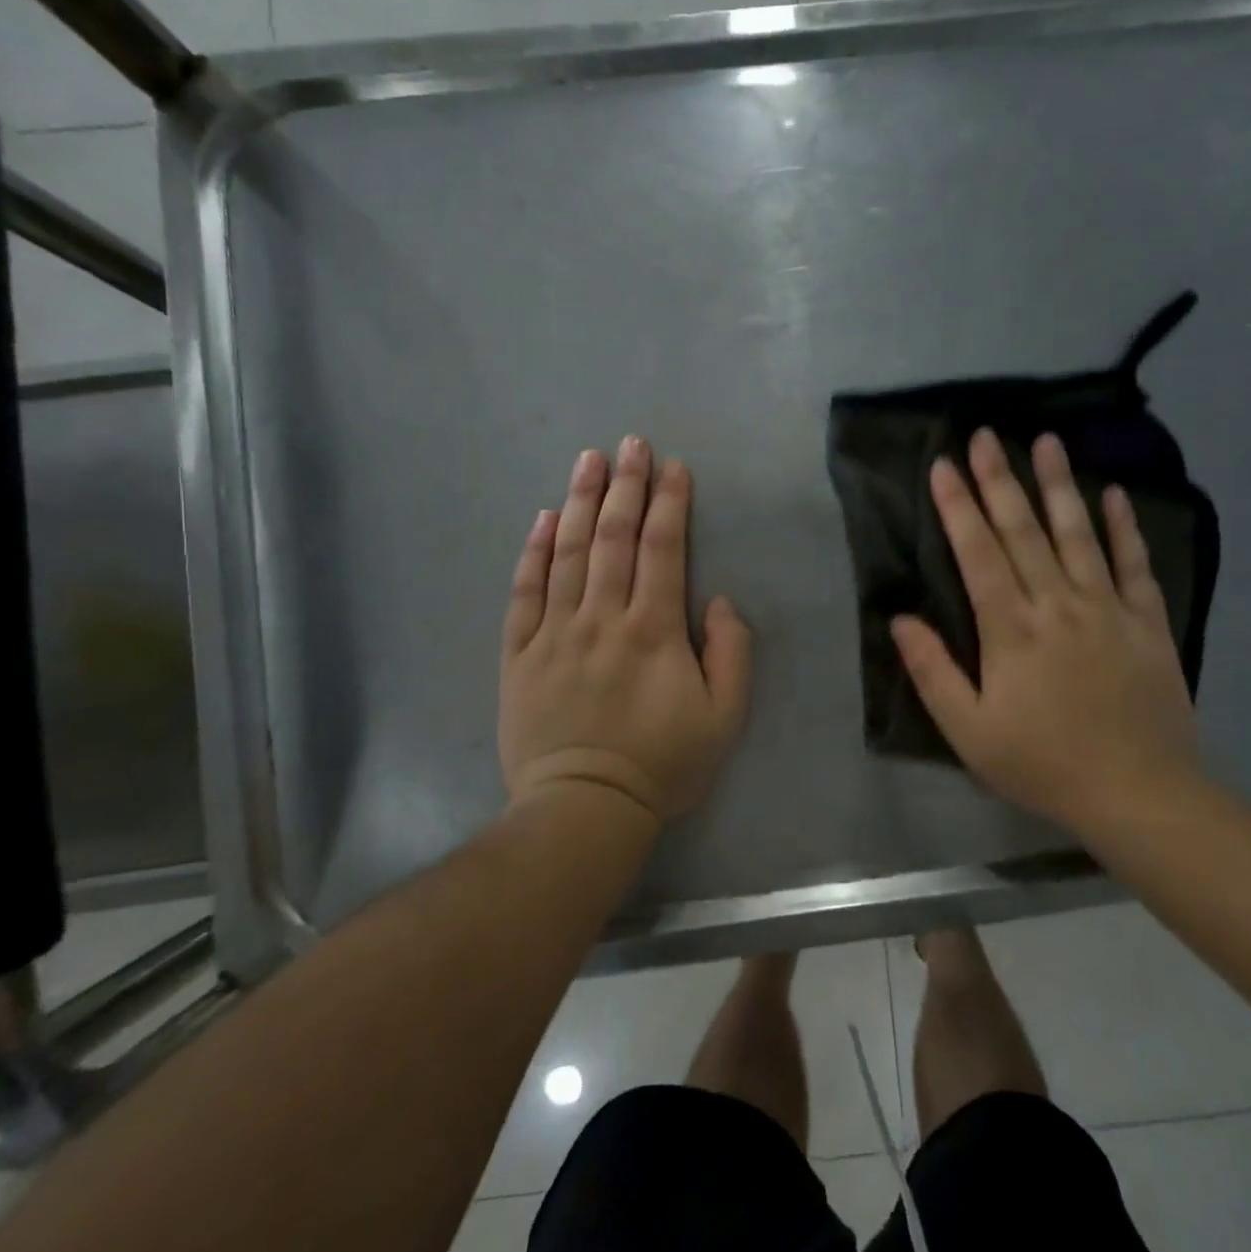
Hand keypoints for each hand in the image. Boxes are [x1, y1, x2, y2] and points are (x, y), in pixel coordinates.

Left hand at [500, 436, 751, 824]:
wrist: (584, 808)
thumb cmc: (662, 765)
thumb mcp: (724, 718)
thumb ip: (731, 654)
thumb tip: (718, 600)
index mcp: (653, 630)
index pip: (662, 549)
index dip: (669, 503)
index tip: (673, 467)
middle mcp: (602, 617)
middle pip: (613, 537)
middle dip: (625, 485)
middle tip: (630, 444)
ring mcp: (555, 631)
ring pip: (568, 552)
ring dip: (580, 501)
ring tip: (588, 460)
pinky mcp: (520, 652)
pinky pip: (525, 591)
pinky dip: (534, 551)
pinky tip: (543, 518)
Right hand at [890, 428, 1202, 831]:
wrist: (1139, 793)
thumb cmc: (1043, 763)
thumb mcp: (969, 731)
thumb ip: (932, 672)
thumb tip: (901, 618)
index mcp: (1011, 630)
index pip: (978, 554)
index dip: (957, 507)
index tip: (942, 465)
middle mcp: (1058, 604)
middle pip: (1024, 531)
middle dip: (999, 479)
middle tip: (984, 435)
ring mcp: (1108, 608)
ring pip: (1078, 533)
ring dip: (1059, 484)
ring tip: (1045, 441)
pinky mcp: (1146, 621)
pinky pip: (1134, 563)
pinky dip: (1122, 526)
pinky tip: (1113, 493)